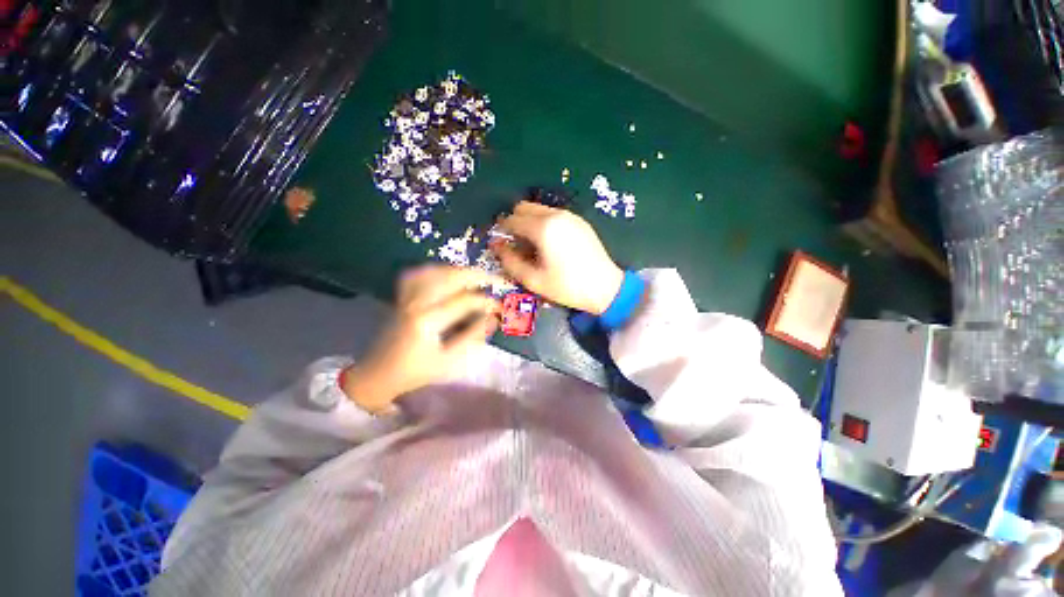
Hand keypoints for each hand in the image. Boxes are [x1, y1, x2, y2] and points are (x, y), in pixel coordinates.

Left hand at [341, 266, 501, 411]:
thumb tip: (493, 318)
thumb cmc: (415, 371)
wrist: (378, 373)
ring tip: (477, 276)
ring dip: (459, 270)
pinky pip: (418, 274)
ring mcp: (407, 296)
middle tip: (496, 279)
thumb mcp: (448, 360)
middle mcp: (416, 302)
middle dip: (477, 274)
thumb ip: (472, 337)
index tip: (500, 306)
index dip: (486, 301)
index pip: (464, 300)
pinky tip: (447, 275)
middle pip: (450, 276)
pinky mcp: (402, 296)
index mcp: (428, 320)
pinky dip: (436, 270)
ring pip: (435, 270)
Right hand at [493, 202, 622, 314]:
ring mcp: (570, 216)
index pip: (512, 220)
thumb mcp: (533, 280)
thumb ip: (510, 261)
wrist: (605, 287)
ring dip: (530, 221)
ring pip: (539, 209)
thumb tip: (496, 246)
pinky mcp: (579, 221)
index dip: (502, 231)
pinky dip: (544, 222)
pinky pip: (554, 214)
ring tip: (533, 245)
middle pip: (524, 207)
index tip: (500, 244)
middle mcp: (556, 215)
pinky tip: (550, 243)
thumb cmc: (567, 286)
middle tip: (516, 244)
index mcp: (543, 228)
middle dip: (515, 222)